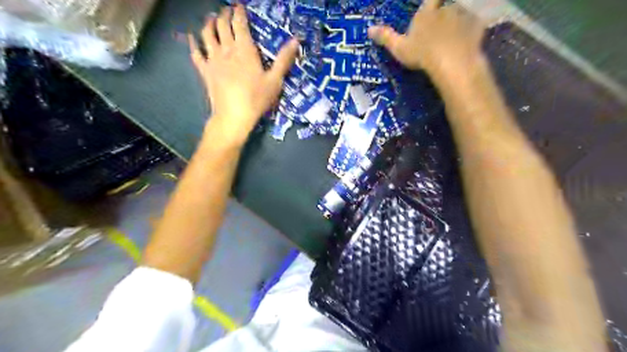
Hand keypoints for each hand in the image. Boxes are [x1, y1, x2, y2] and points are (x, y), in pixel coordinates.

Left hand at [188, 6, 297, 144]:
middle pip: (222, 25)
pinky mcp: (205, 71)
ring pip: (207, 34)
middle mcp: (227, 50)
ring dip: (209, 23)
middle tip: (227, 10)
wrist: (234, 116)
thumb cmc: (256, 99)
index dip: (239, 12)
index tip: (240, 6)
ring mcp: (213, 60)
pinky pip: (196, 53)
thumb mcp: (275, 80)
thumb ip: (284, 59)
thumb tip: (296, 40)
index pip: (240, 24)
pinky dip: (193, 43)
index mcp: (245, 50)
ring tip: (211, 18)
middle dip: (224, 14)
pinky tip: (191, 37)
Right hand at [369, 0, 482, 78]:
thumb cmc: (421, 54)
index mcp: (427, 13)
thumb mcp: (399, 48)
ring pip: (461, 14)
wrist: (450, 61)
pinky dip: (471, 32)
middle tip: (442, 30)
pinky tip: (468, 43)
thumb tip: (369, 29)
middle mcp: (446, 9)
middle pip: (446, 6)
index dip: (431, 4)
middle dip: (445, 14)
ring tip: (455, 38)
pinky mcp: (476, 27)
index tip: (431, 9)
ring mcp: (463, 17)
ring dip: (458, 22)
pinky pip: (474, 26)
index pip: (430, 1)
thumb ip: (386, 37)